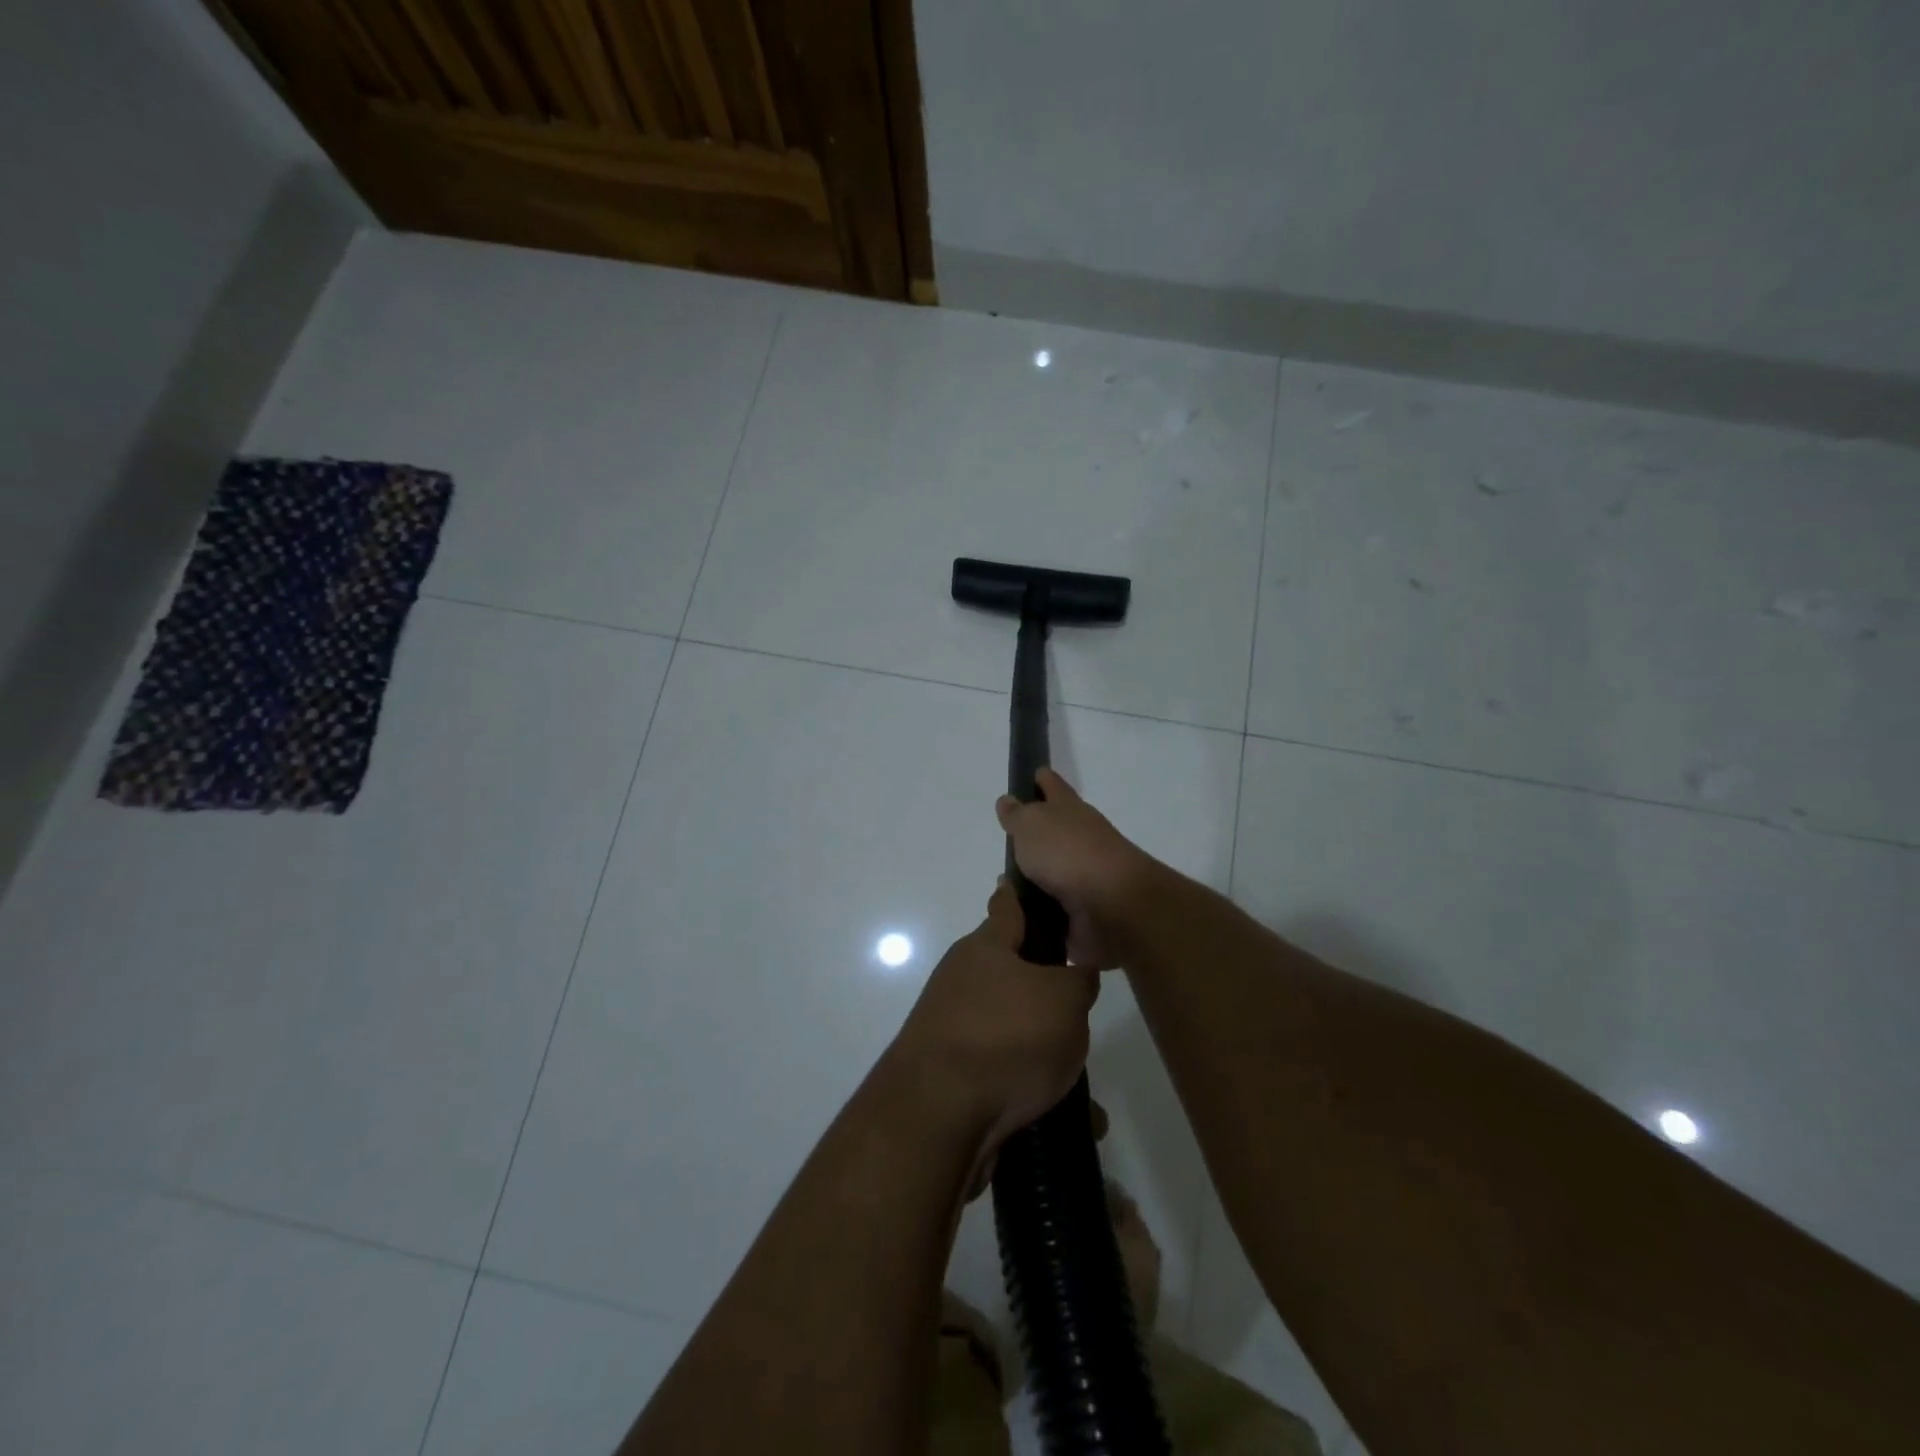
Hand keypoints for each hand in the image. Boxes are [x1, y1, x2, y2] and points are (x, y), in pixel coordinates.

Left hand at [891, 878, 1097, 1155]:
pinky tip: (1069, 1121)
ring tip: (1087, 1088)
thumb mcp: (1065, 1000)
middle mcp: (963, 980)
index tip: (1037, 886)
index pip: (1008, 906)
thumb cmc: (1006, 1037)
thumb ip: (1078, 980)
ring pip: (1013, 1031)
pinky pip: (1005, 1076)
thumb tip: (1075, 974)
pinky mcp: (952, 1076)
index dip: (1023, 894)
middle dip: (1048, 992)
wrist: (937, 1117)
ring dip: (1047, 1053)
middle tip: (1084, 1009)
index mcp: (986, 948)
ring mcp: (953, 1028)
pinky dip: (1035, 1092)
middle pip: (1013, 974)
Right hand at [995, 768, 1151, 969]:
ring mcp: (1085, 876)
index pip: (1053, 786)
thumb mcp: (1031, 825)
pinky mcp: (1084, 911)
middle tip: (1008, 840)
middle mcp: (1081, 838)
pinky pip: (1053, 908)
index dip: (1043, 779)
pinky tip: (1017, 916)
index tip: (1034, 773)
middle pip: (1056, 830)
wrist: (1112, 906)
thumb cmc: (1068, 853)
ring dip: (1035, 877)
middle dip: (1036, 834)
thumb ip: (1017, 815)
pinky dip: (1038, 911)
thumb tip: (1008, 801)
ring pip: (1054, 872)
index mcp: (1069, 810)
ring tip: (1005, 886)